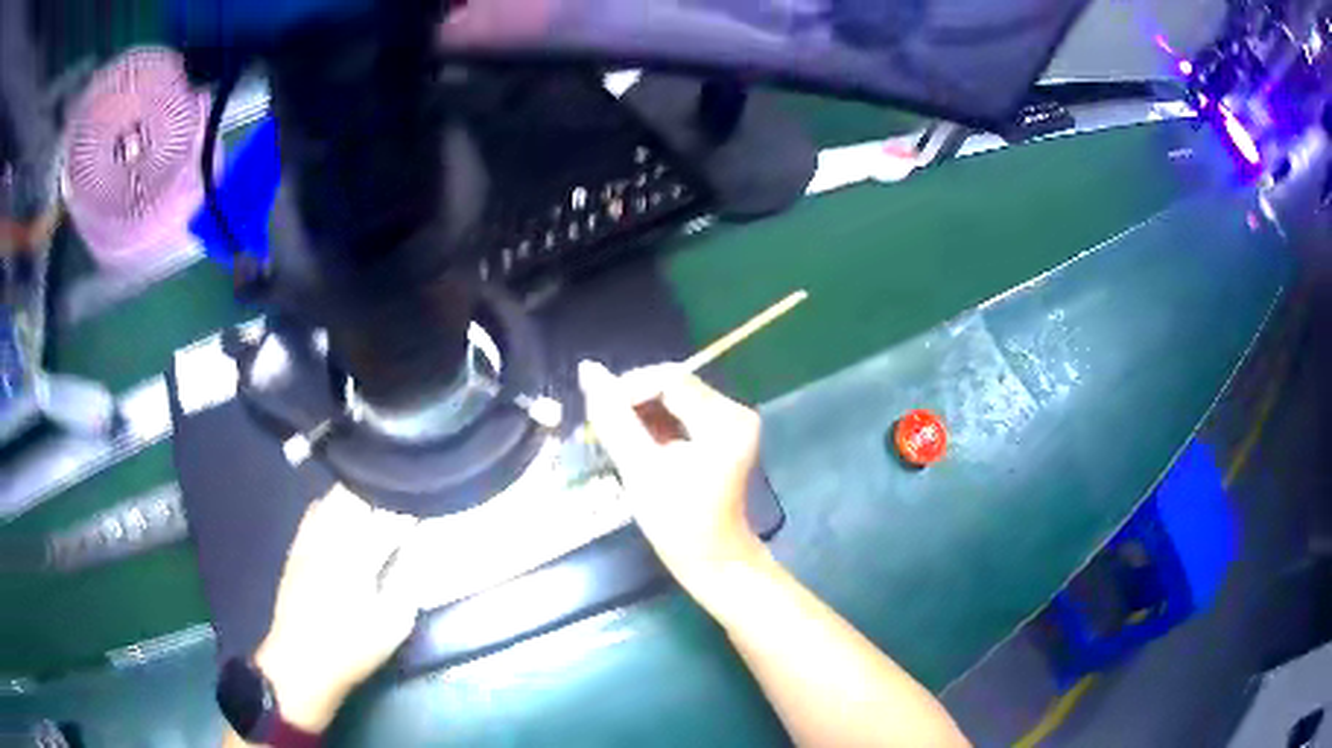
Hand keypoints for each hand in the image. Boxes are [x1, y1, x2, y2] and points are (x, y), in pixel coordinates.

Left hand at [255, 486, 418, 732]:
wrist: (302, 661)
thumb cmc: (353, 648)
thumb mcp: (393, 626)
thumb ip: (407, 584)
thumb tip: (415, 552)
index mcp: (357, 559)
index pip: (388, 520)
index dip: (408, 511)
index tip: (423, 506)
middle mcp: (330, 540)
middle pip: (356, 498)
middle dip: (380, 494)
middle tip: (399, 499)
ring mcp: (309, 541)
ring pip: (332, 500)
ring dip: (355, 495)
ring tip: (373, 500)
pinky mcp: (296, 548)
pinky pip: (313, 513)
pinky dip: (331, 505)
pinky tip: (339, 513)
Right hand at [578, 360, 767, 595]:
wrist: (712, 561)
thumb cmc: (679, 522)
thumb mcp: (640, 469)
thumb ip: (613, 418)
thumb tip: (588, 369)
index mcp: (724, 419)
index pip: (668, 379)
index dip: (628, 388)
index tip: (597, 414)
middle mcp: (734, 411)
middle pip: (672, 385)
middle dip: (632, 401)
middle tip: (601, 428)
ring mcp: (730, 423)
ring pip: (672, 399)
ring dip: (639, 413)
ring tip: (614, 438)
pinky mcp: (721, 435)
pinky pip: (680, 415)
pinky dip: (653, 425)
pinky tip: (635, 445)